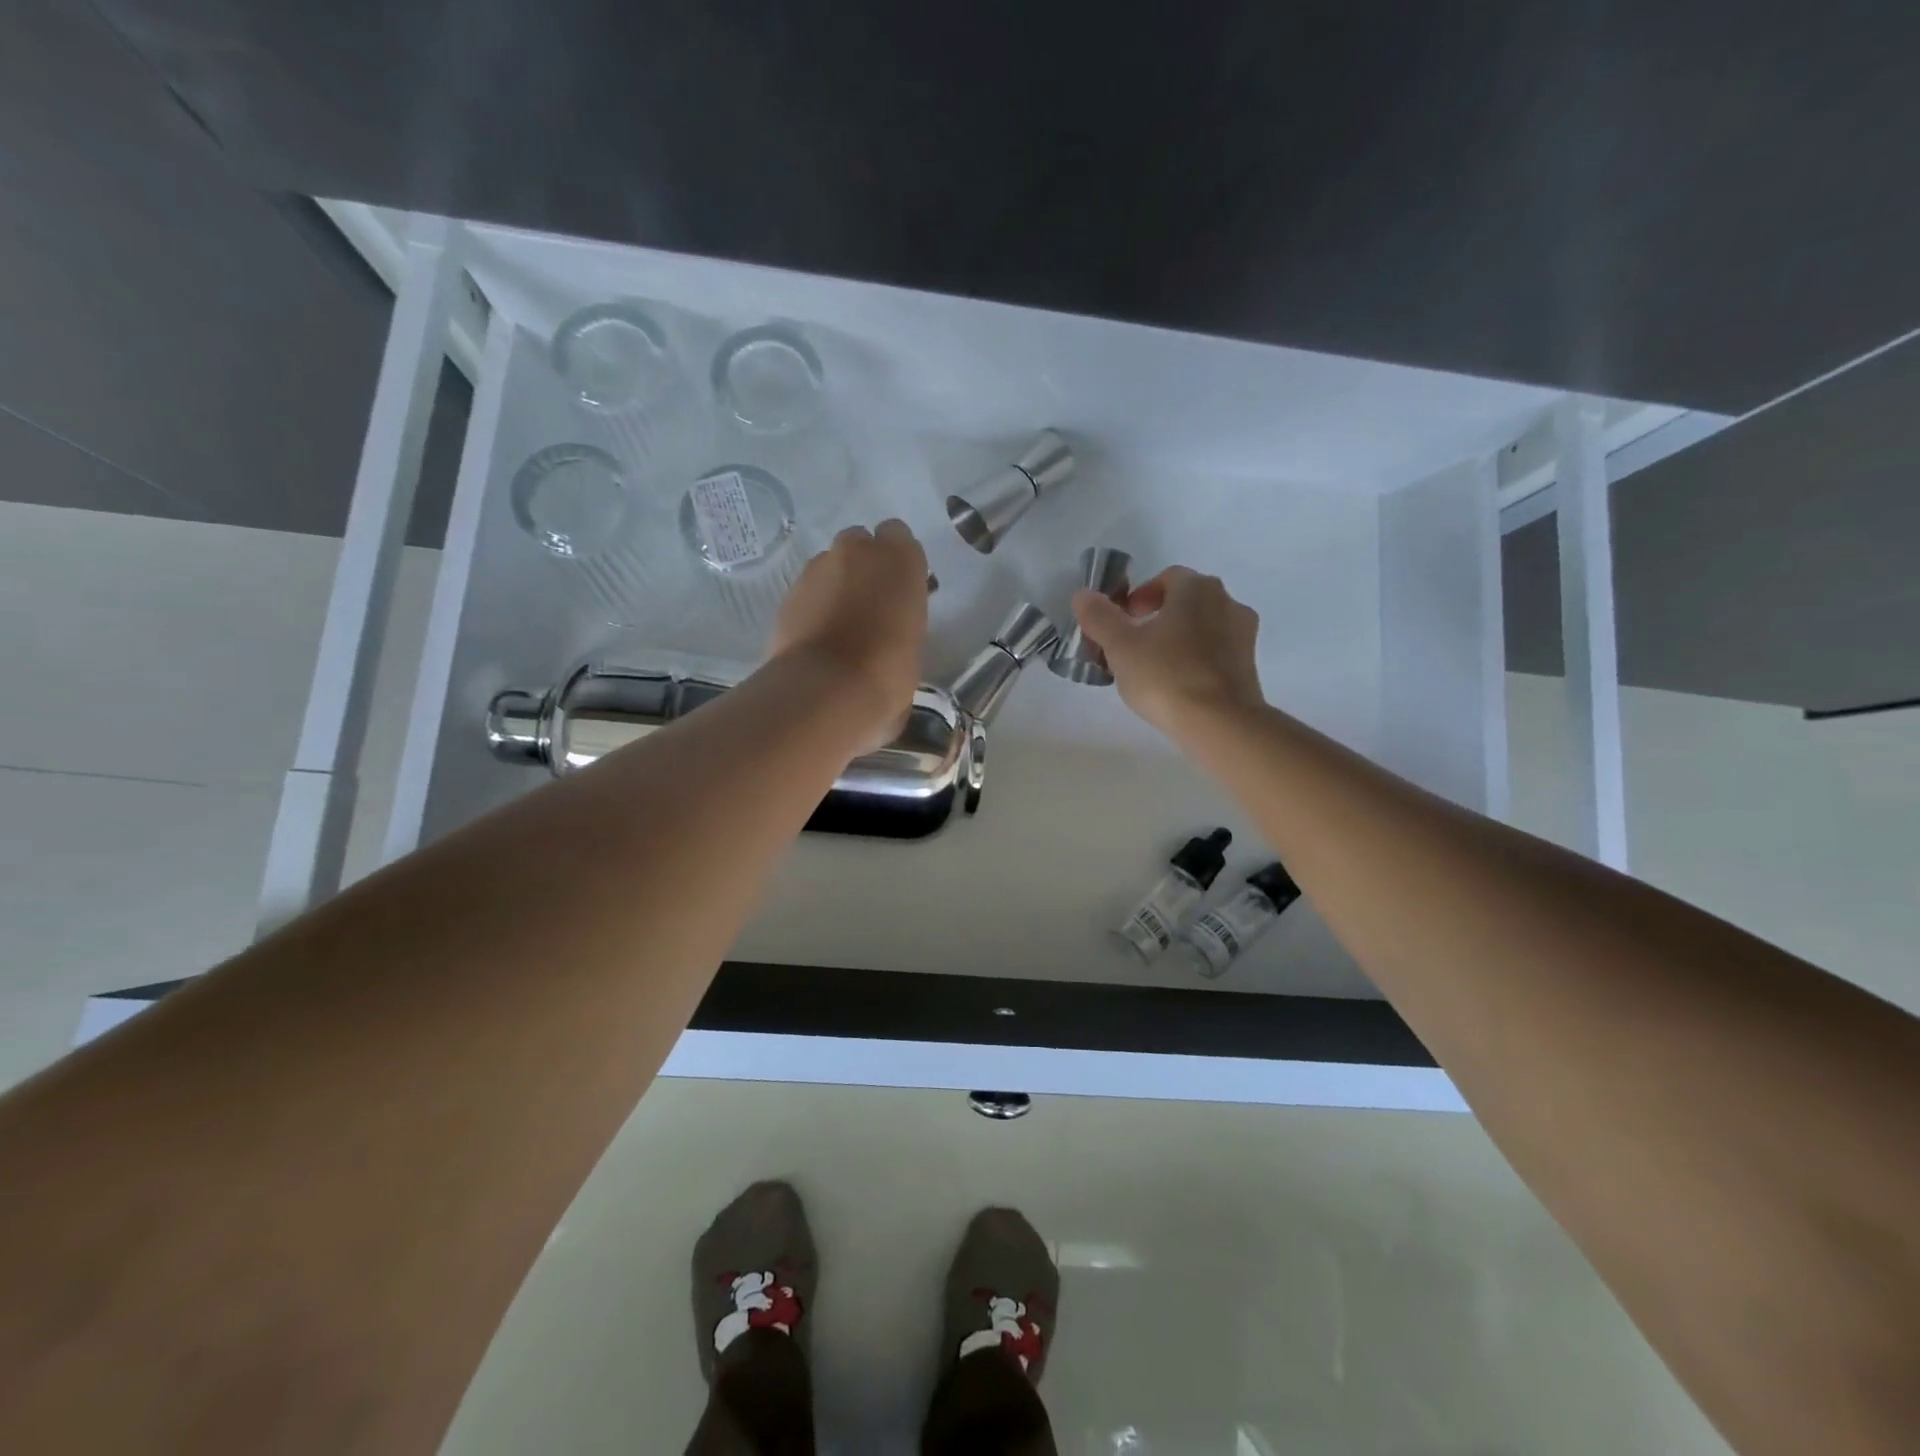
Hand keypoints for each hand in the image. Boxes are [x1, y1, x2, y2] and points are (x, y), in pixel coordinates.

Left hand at [770, 520, 929, 747]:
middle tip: (869, 603)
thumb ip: (902, 620)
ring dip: (837, 583)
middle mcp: (858, 551)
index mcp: (900, 559)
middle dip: (864, 566)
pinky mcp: (789, 590)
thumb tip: (891, 629)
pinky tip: (819, 635)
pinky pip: (809, 589)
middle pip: (860, 544)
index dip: (897, 560)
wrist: (826, 689)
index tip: (898, 587)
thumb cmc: (887, 672)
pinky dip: (814, 604)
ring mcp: (818, 567)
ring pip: (831, 564)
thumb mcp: (913, 645)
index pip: (898, 536)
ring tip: (840, 623)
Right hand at [1071, 567, 1263, 738]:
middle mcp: (1226, 602)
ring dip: (1178, 639)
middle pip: (1185, 602)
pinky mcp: (1249, 665)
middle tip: (1133, 645)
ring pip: (1202, 627)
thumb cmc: (1166, 676)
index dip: (1139, 597)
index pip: (1165, 578)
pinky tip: (1177, 685)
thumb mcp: (1120, 646)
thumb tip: (1083, 595)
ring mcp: (1243, 634)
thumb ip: (1099, 617)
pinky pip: (1216, 652)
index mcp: (1197, 588)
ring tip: (1153, 669)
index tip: (1123, 622)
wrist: (1220, 723)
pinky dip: (1196, 659)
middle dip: (1158, 618)